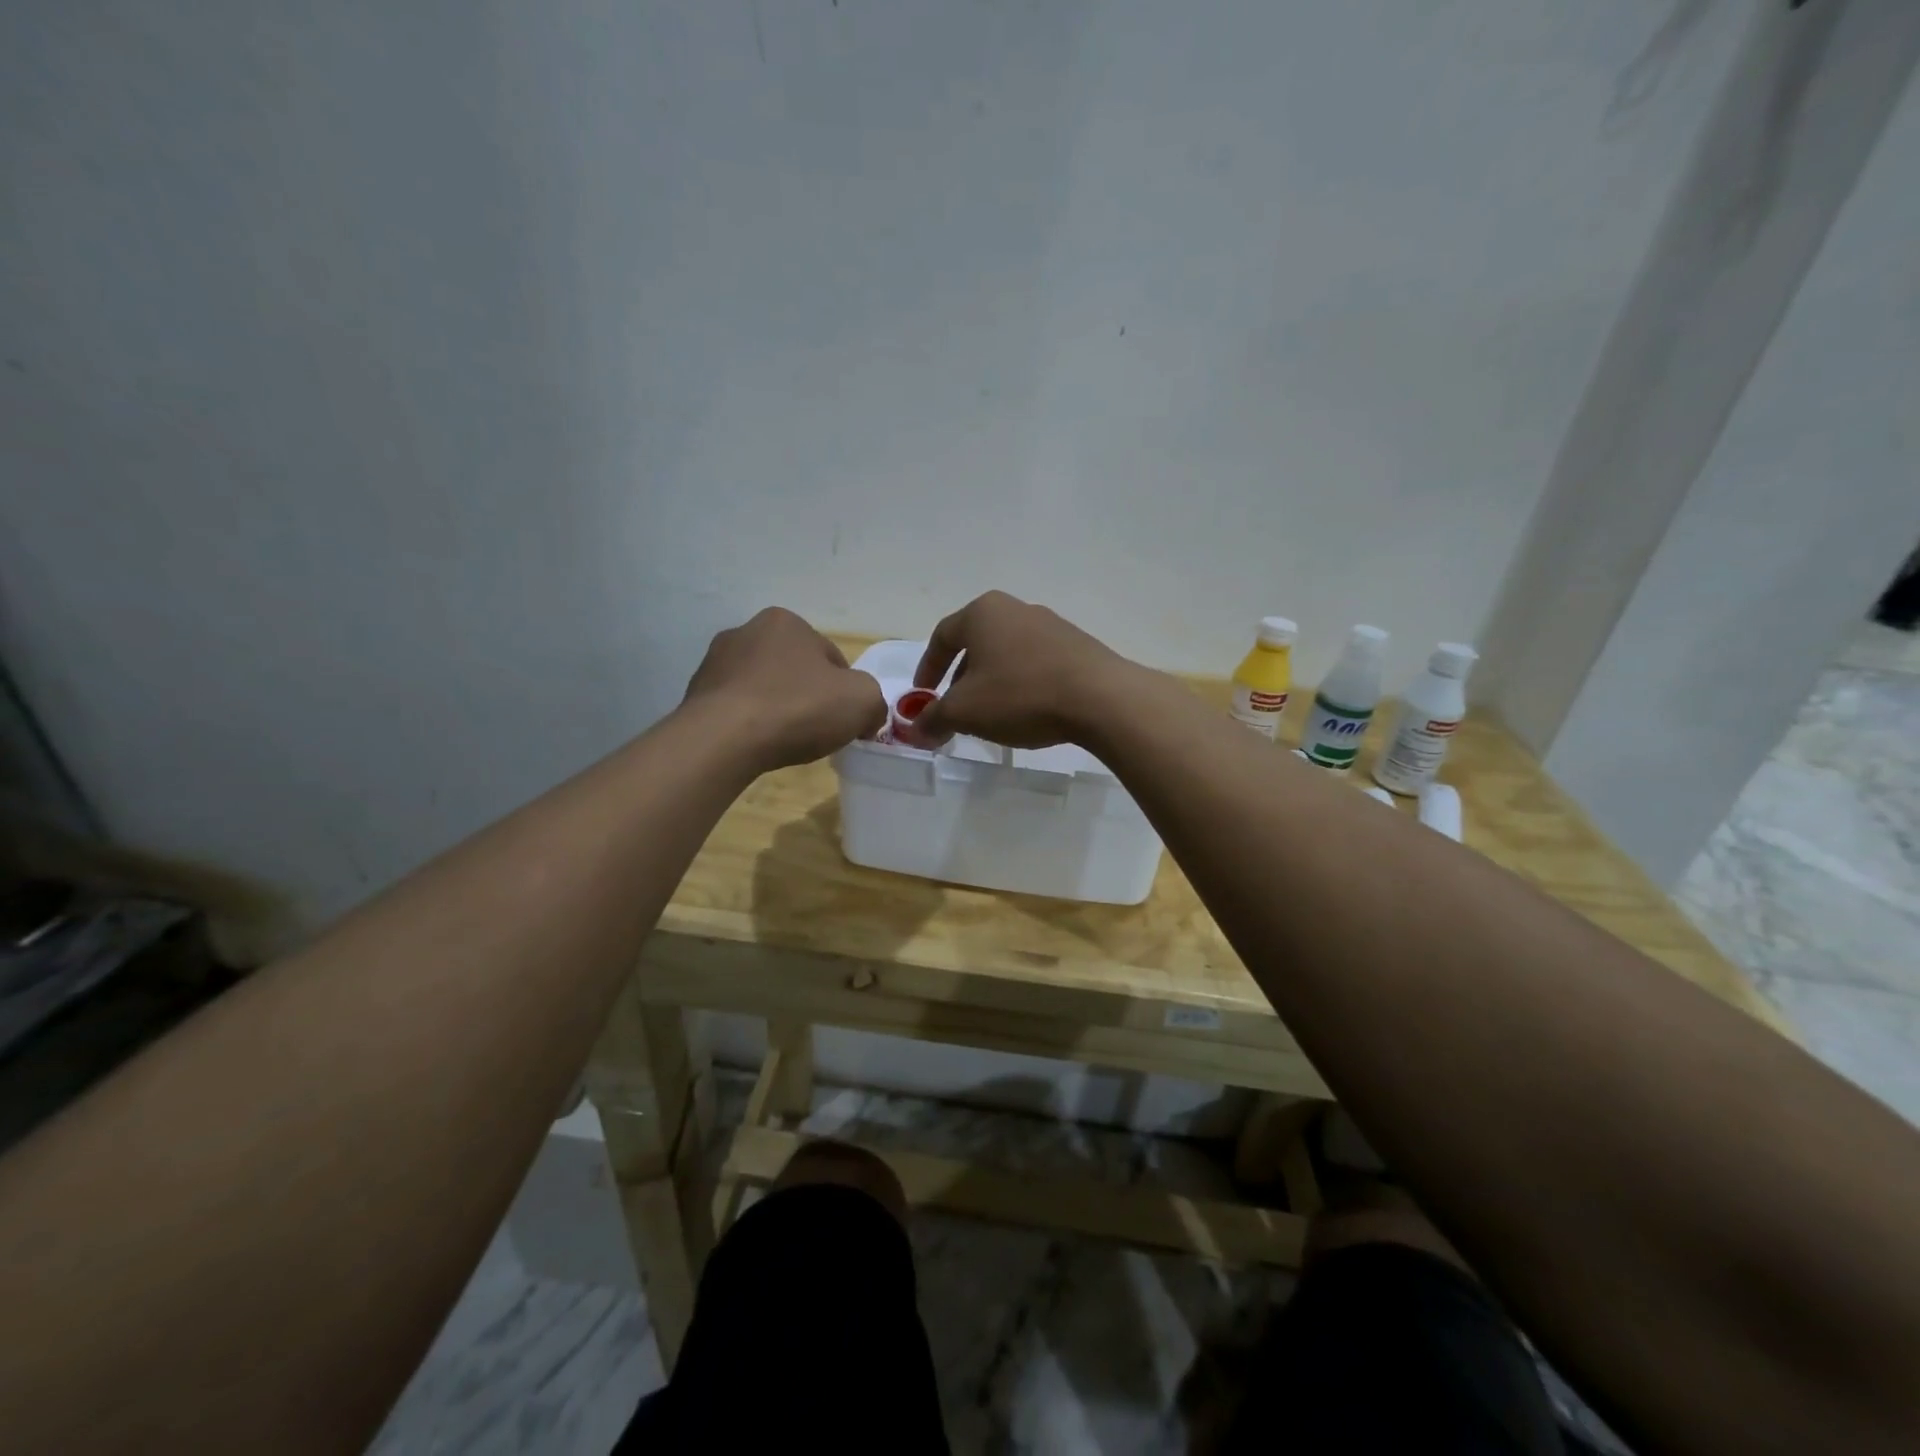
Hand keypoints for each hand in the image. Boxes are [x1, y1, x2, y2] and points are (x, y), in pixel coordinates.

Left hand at [683, 608, 886, 769]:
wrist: (723, 739)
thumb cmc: (798, 708)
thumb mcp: (862, 701)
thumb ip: (874, 701)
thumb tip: (866, 716)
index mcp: (786, 621)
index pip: (830, 657)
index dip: (844, 690)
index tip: (843, 719)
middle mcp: (746, 631)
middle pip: (794, 669)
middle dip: (807, 696)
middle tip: (816, 730)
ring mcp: (715, 662)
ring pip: (763, 688)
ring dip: (776, 708)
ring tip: (784, 741)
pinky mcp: (695, 694)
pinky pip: (736, 709)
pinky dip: (749, 723)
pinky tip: (756, 744)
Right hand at [906, 591, 1143, 748]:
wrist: (1100, 698)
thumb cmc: (1020, 695)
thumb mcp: (965, 712)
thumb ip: (933, 719)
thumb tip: (914, 731)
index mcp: (982, 613)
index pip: (941, 637)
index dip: (927, 669)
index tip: (922, 698)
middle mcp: (1015, 609)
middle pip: (975, 644)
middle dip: (960, 680)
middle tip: (955, 711)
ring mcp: (1050, 624)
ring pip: (1006, 654)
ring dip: (991, 683)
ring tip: (991, 715)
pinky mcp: (1076, 645)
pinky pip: (1035, 663)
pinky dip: (1021, 684)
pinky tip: (1026, 711)